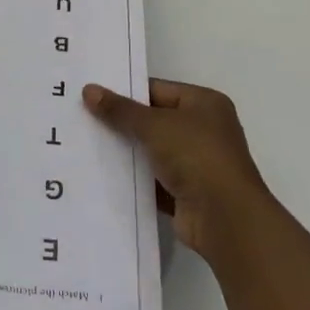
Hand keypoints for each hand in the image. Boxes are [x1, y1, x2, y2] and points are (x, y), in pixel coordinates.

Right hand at [84, 79, 274, 266]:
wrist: (226, 219)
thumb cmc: (196, 156)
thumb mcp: (154, 125)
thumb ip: (120, 110)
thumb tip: (89, 90)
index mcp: (204, 103)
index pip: (158, 89)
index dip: (126, 92)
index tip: (93, 96)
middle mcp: (204, 130)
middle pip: (154, 120)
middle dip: (123, 122)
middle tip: (84, 118)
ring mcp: (197, 163)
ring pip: (152, 151)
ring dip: (128, 152)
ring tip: (88, 144)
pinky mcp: (188, 193)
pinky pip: (154, 180)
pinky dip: (135, 178)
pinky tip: (104, 175)